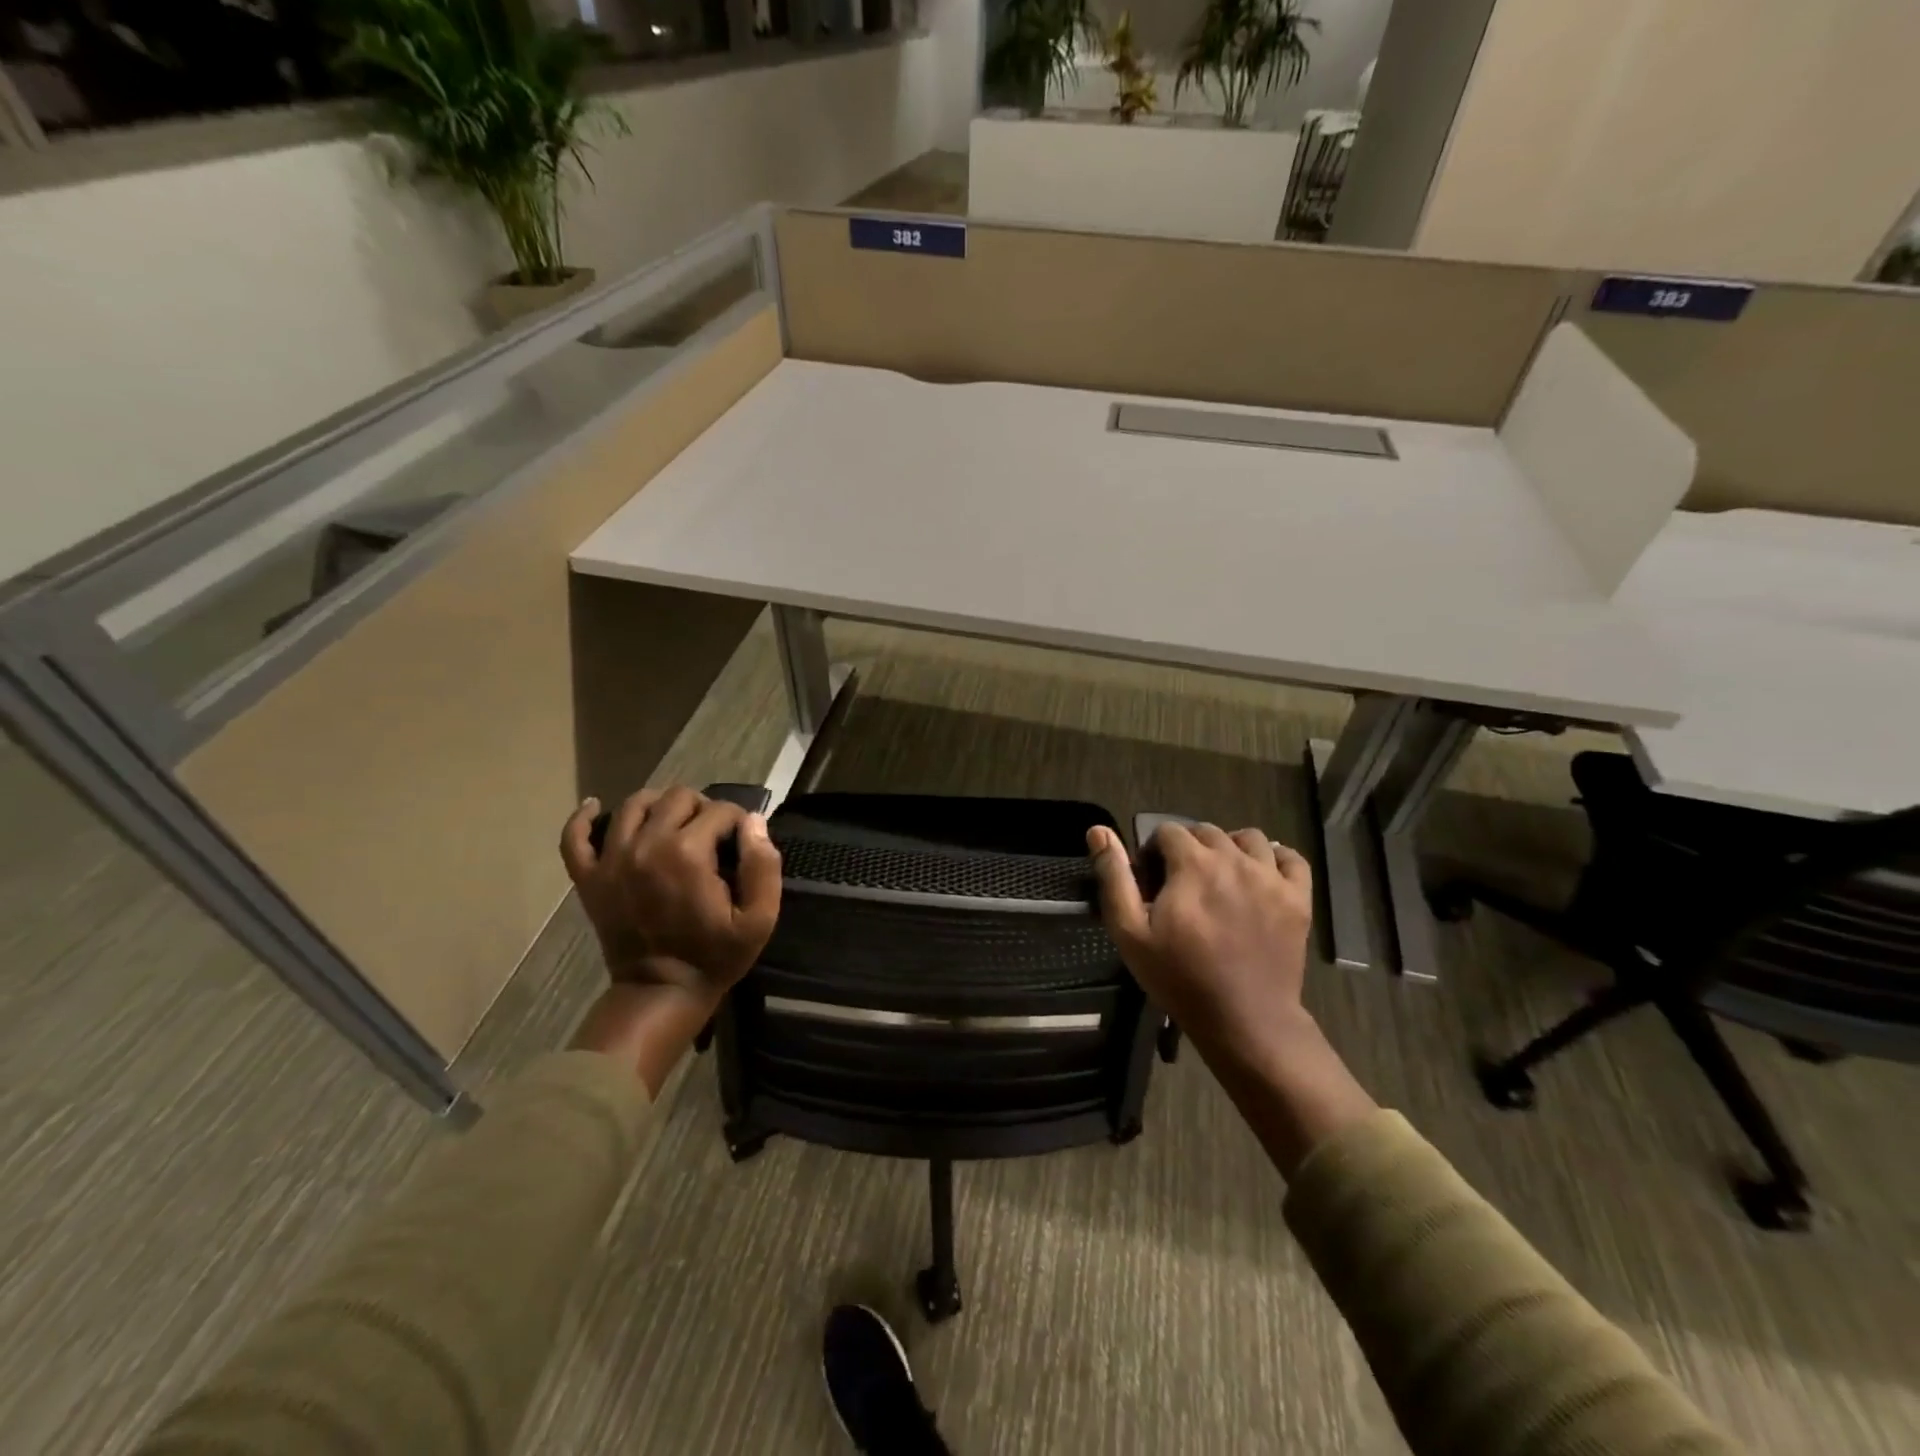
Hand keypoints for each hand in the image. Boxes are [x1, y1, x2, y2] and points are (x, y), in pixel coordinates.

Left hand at [559, 786, 781, 1012]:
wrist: (661, 993)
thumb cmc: (716, 956)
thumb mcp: (759, 919)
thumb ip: (763, 866)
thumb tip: (754, 821)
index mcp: (688, 853)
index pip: (720, 810)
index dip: (738, 821)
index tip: (742, 842)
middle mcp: (646, 844)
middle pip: (677, 797)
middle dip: (701, 807)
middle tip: (711, 834)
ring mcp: (611, 860)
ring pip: (633, 804)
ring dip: (658, 804)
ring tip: (672, 822)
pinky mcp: (589, 878)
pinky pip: (574, 836)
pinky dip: (583, 817)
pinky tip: (595, 807)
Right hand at [1088, 822, 1314, 1057]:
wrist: (1244, 1020)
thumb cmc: (1180, 977)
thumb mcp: (1130, 932)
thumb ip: (1114, 877)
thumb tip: (1098, 830)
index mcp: (1192, 864)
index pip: (1168, 831)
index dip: (1154, 851)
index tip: (1152, 882)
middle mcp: (1234, 859)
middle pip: (1207, 831)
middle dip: (1189, 848)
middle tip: (1182, 884)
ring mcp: (1271, 877)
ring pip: (1250, 838)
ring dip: (1230, 847)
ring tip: (1221, 876)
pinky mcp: (1298, 898)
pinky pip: (1292, 859)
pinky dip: (1276, 858)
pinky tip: (1261, 874)